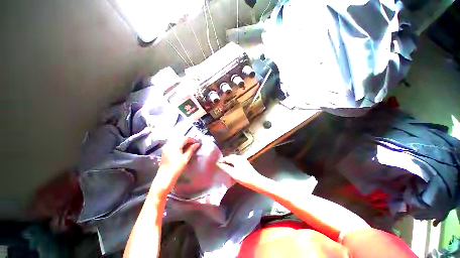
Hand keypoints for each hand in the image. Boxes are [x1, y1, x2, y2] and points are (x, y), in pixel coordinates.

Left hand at [154, 137, 200, 192]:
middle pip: (180, 138)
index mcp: (174, 146)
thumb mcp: (185, 158)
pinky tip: (183, 149)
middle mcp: (169, 145)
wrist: (164, 178)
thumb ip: (191, 149)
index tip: (197, 142)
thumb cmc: (176, 168)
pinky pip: (173, 144)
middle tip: (194, 144)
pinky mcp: (165, 151)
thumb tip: (197, 144)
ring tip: (190, 146)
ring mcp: (166, 148)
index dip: (192, 140)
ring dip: (183, 142)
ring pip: (176, 141)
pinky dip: (179, 145)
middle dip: (187, 140)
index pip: (184, 138)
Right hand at [217, 154, 262, 185]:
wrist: (255, 181)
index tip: (217, 164)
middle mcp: (240, 157)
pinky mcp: (245, 163)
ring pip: (234, 159)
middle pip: (230, 157)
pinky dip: (233, 163)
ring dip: (229, 161)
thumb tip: (219, 164)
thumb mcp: (233, 173)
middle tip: (220, 165)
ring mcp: (243, 160)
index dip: (221, 160)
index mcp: (236, 159)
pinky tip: (232, 168)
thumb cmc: (244, 177)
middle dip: (225, 160)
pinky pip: (237, 161)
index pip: (227, 158)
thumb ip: (226, 168)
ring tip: (225, 167)